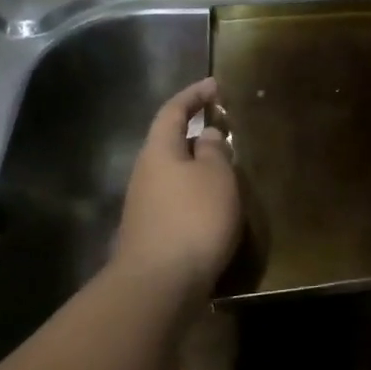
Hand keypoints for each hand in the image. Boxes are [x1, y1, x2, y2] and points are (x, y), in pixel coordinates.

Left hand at [114, 78, 239, 303]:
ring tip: (226, 166)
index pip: (173, 111)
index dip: (193, 95)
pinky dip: (195, 191)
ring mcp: (144, 205)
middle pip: (169, 142)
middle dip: (195, 131)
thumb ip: (215, 150)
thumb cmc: (193, 219)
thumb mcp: (216, 176)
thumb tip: (208, 135)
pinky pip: (176, 198)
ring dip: (197, 164)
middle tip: (224, 126)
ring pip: (173, 172)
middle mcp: (145, 173)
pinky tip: (214, 204)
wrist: (159, 284)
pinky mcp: (152, 232)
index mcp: (159, 151)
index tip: (215, 85)